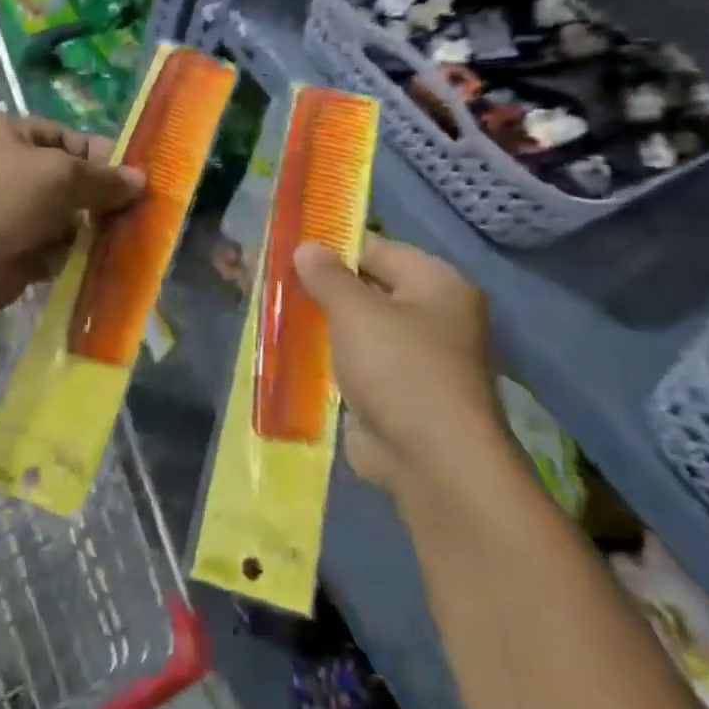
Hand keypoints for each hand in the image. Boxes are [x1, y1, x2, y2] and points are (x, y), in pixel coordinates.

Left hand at [0, 115, 143, 315]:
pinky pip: (53, 250)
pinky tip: (94, 264)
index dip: (102, 156)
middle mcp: (8, 170)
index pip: (67, 139)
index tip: (136, 177)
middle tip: (136, 213)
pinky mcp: (12, 252)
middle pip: (68, 181)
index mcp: (10, 135)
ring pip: (64, 219)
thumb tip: (140, 180)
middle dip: (99, 198)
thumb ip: (102, 178)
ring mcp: (9, 214)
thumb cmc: (0, 198)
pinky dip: (70, 257)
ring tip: (121, 241)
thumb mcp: (59, 175)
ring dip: (89, 230)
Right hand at [293, 235, 503, 503]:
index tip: (289, 245)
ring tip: (273, 311)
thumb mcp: (356, 311)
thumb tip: (306, 247)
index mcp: (436, 284)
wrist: (434, 463)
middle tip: (273, 278)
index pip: (377, 249)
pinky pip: (356, 363)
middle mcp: (432, 316)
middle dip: (322, 286)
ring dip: (321, 324)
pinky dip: (328, 359)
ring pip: (358, 329)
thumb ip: (327, 276)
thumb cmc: (400, 368)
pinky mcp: (397, 394)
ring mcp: (415, 358)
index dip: (333, 245)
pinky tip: (289, 352)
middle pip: (368, 288)